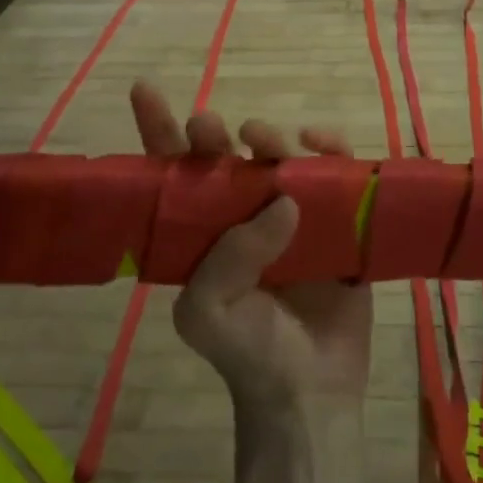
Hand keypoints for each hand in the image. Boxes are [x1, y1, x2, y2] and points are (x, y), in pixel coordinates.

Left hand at [129, 81, 373, 412]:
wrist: (310, 394)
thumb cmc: (248, 354)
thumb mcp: (207, 313)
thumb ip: (228, 257)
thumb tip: (282, 202)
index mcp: (201, 233)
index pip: (174, 173)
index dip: (158, 129)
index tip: (145, 88)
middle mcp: (242, 214)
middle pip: (224, 157)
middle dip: (210, 134)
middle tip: (207, 127)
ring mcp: (292, 214)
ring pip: (279, 156)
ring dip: (270, 137)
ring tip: (260, 137)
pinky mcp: (337, 219)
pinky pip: (334, 171)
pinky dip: (330, 149)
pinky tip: (321, 143)